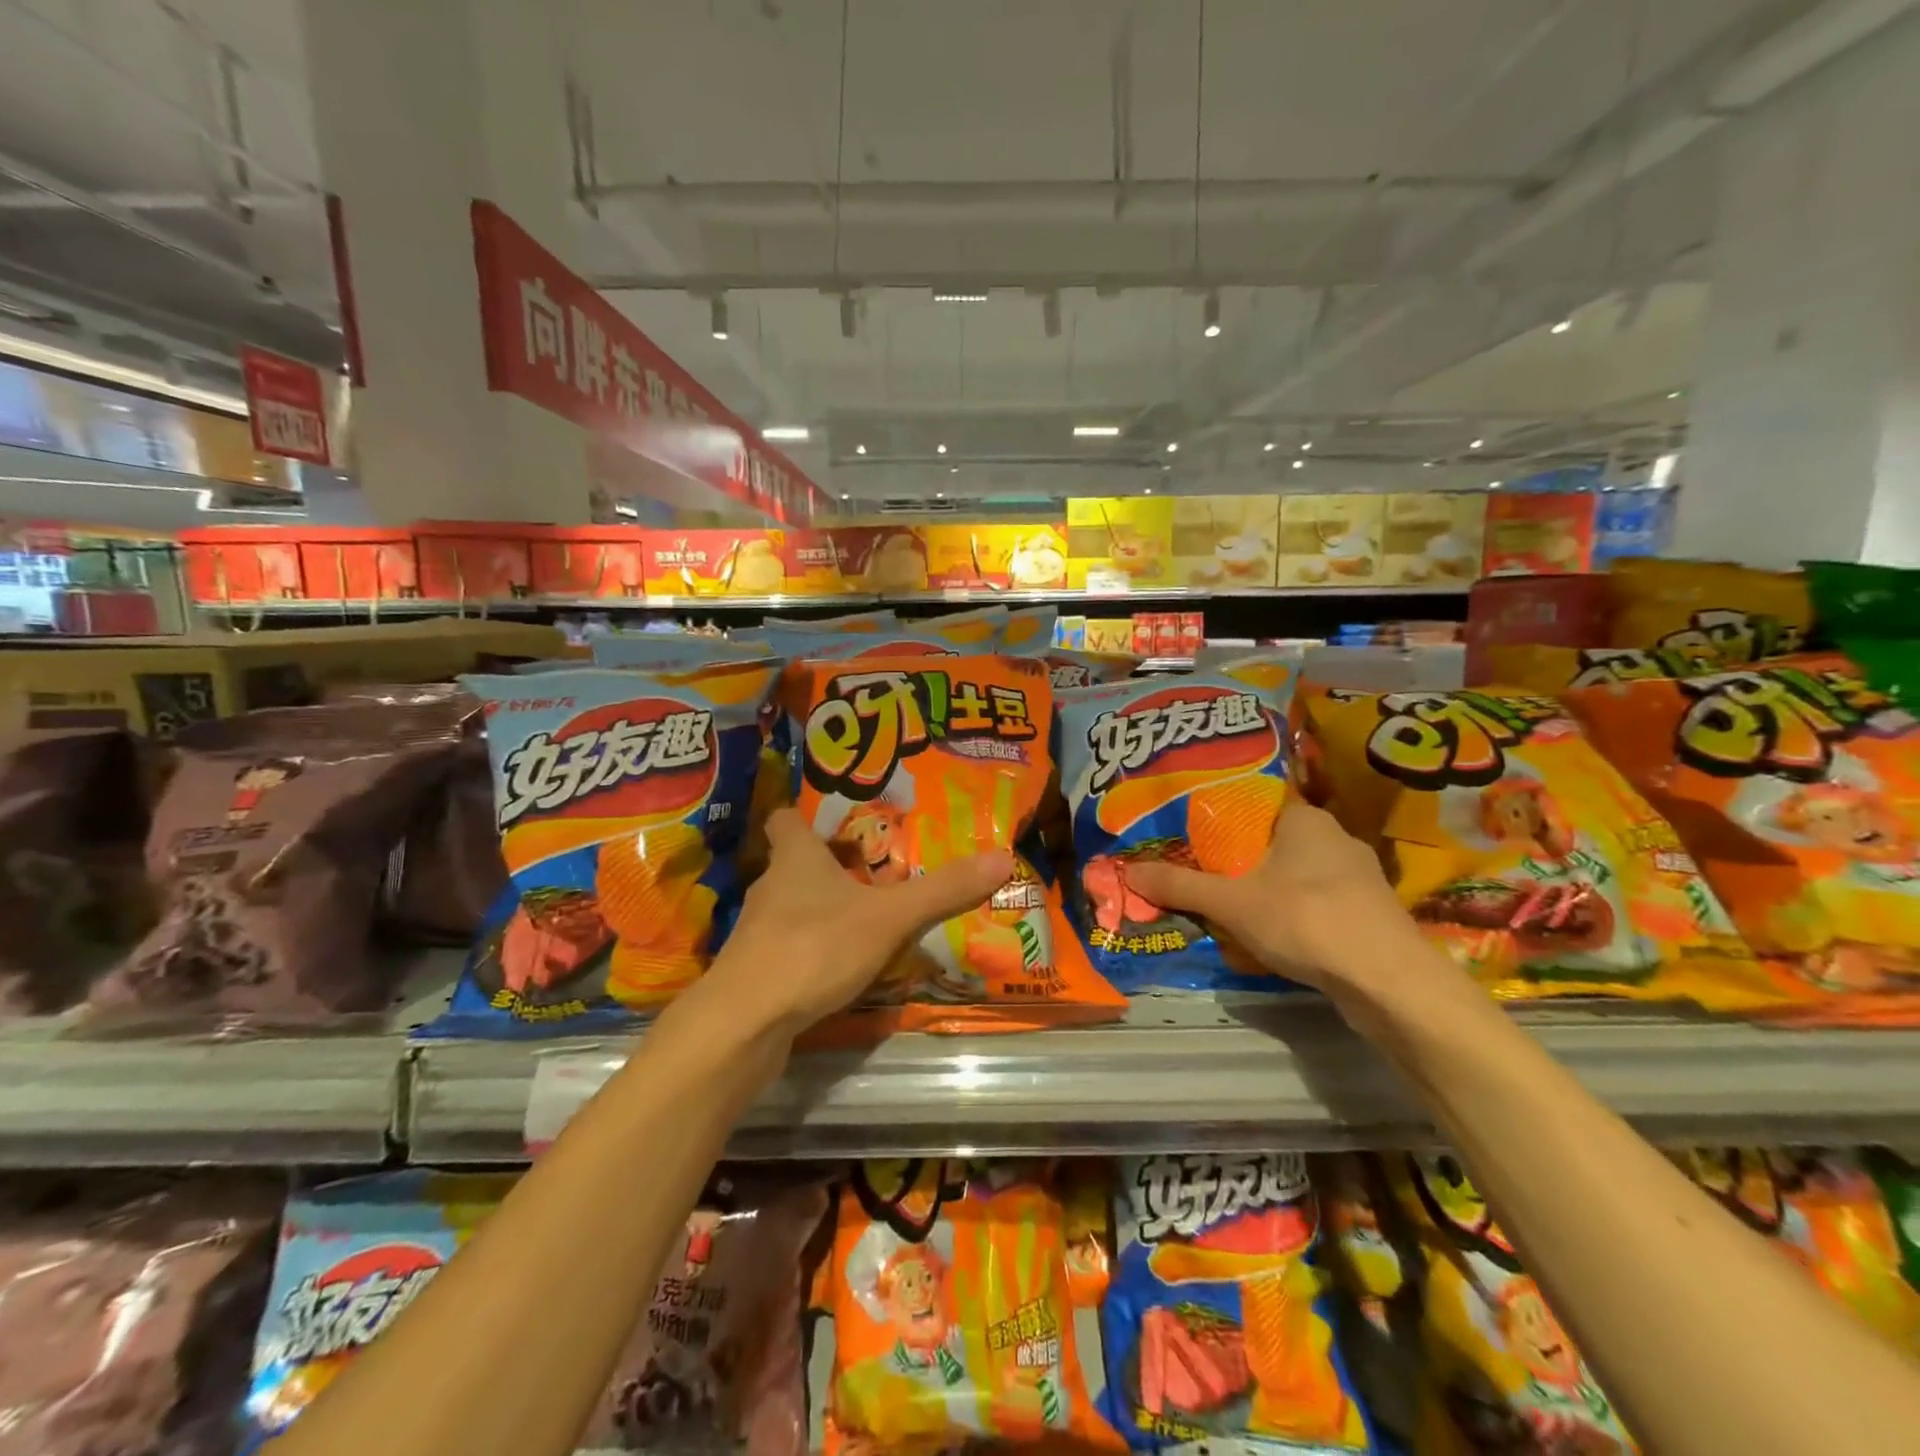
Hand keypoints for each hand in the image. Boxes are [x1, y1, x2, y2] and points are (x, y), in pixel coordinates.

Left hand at [705, 807, 1014, 1036]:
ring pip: (792, 908)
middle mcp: (770, 887)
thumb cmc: (814, 947)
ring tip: (865, 919)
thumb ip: (942, 891)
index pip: (785, 819)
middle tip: (873, 870)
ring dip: (822, 910)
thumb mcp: (889, 917)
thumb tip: (1002, 858)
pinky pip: (789, 949)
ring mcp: (757, 932)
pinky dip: (812, 951)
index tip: (835, 820)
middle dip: (829, 866)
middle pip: (794, 864)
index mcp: (795, 858)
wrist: (745, 1024)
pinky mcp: (756, 972)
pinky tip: (839, 967)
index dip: (803, 815)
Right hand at [1124, 800, 1413, 996]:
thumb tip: (1127, 871)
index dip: (1218, 814)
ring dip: (1261, 888)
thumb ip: (1180, 886)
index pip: (1254, 802)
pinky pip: (1312, 902)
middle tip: (1195, 869)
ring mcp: (1356, 878)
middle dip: (1235, 858)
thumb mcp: (1231, 902)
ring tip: (1222, 903)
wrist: (1390, 983)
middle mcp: (1334, 838)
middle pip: (1270, 840)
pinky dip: (1287, 913)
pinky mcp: (1365, 914)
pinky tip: (1266, 934)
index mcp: (1305, 819)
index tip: (1187, 829)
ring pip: (1292, 874)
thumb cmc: (1306, 919)